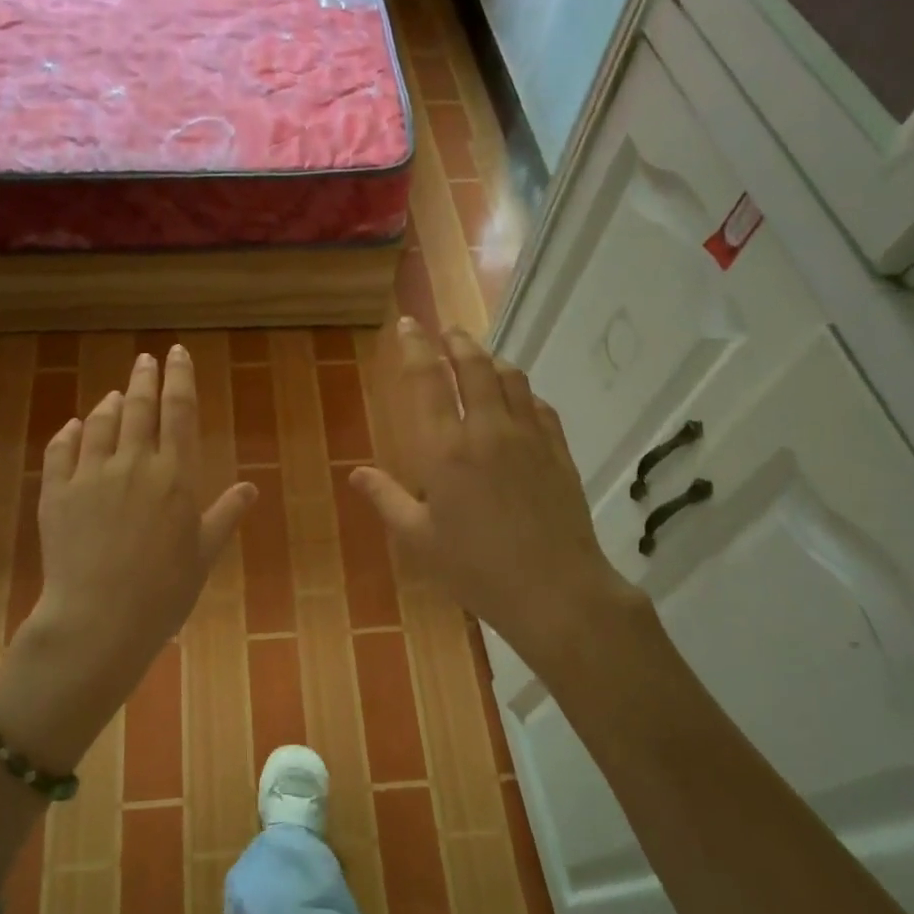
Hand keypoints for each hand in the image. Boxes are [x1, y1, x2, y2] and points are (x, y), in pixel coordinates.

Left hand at [0, 345, 256, 763]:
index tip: (177, 353)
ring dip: (110, 404)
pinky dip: (70, 433)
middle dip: (145, 377)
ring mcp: (91, 475)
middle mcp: (134, 463)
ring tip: (116, 395)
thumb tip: (251, 488)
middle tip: (147, 359)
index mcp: (175, 475)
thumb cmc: (164, 591)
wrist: (99, 619)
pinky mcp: (56, 492)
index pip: (180, 411)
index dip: (180, 378)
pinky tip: (74, 427)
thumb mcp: (204, 554)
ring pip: (100, 423)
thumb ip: (225, 514)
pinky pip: (61, 450)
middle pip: (140, 407)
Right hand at [350, 318, 643, 677]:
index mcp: (446, 449)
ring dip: (492, 360)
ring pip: (511, 379)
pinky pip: (540, 406)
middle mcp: (487, 430)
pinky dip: (524, 392)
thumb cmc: (476, 568)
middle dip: (457, 342)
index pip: (427, 380)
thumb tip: (356, 473)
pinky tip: (519, 399)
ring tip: (480, 357)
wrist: (555, 589)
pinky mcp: (558, 451)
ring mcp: (529, 437)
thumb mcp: (419, 539)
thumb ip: (386, 499)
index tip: (407, 325)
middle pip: (474, 366)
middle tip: (446, 331)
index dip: (415, 347)